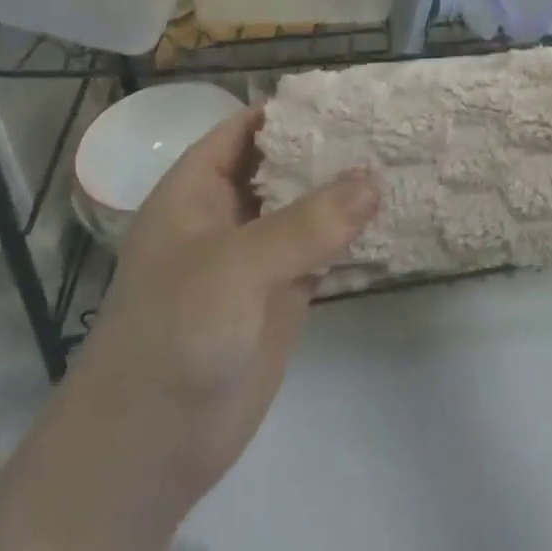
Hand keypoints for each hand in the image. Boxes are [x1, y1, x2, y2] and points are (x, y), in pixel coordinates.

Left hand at [70, 108, 378, 512]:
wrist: (146, 454)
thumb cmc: (172, 338)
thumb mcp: (234, 268)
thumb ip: (306, 224)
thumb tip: (374, 178)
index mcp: (197, 189)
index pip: (249, 129)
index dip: (294, 109)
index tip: (352, 96)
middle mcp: (229, 213)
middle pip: (286, 163)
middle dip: (331, 145)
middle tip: (393, 124)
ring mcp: (258, 255)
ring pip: (309, 206)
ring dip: (349, 189)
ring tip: (405, 159)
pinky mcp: (283, 294)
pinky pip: (324, 250)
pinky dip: (355, 234)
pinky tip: (397, 217)